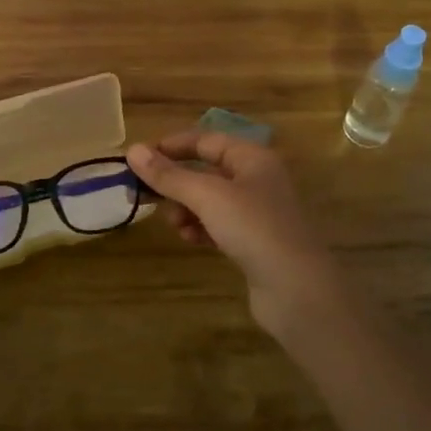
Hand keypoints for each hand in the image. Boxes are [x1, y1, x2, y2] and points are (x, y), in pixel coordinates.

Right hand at [126, 133, 347, 336]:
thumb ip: (169, 175)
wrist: (297, 290)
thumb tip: (133, 150)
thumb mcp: (207, 196)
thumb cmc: (254, 229)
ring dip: (187, 208)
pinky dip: (201, 228)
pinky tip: (191, 240)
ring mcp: (258, 212)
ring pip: (211, 200)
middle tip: (151, 197)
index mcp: (252, 158)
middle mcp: (258, 179)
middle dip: (177, 183)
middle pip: (207, 170)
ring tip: (175, 225)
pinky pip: (219, 225)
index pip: (206, 140)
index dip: (172, 146)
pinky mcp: (256, 242)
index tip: (140, 159)